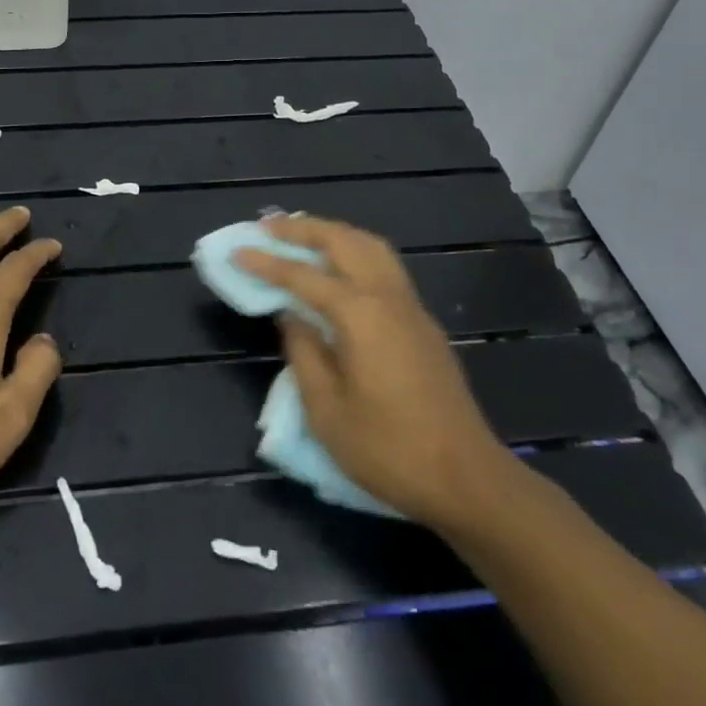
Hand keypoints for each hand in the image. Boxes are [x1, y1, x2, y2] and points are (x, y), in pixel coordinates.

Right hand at [235, 216, 517, 531]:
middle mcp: (387, 297)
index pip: (303, 276)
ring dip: (333, 233)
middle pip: (343, 241)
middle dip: (302, 229)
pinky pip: (384, 266)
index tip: (237, 250)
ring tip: (302, 235)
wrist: (467, 478)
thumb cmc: (389, 449)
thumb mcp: (327, 410)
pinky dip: (355, 251)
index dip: (267, 262)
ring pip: (370, 246)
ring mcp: (411, 307)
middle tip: (267, 226)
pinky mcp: (423, 323)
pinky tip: (339, 267)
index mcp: (360, 315)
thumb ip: (304, 352)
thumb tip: (291, 315)